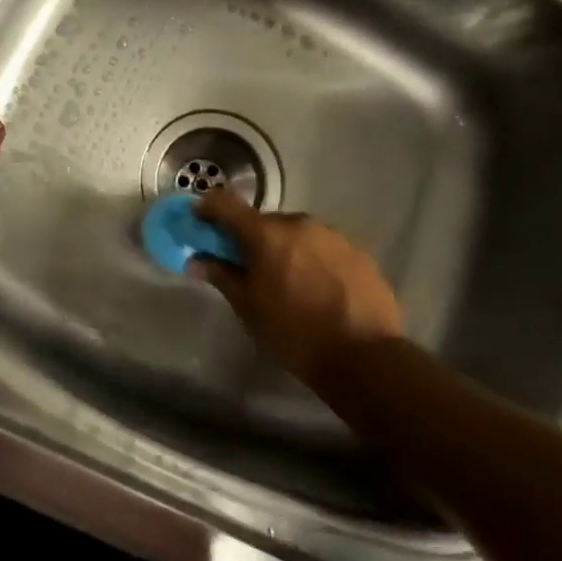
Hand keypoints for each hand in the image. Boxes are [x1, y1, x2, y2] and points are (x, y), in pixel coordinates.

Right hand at [190, 190, 403, 382]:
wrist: (364, 357)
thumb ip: (221, 276)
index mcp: (267, 234)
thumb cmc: (293, 332)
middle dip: (251, 239)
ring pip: (296, 234)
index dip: (207, 209)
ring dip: (284, 249)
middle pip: (264, 222)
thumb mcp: (248, 307)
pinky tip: (318, 291)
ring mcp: (334, 236)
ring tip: (288, 284)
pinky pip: (323, 248)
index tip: (201, 225)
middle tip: (248, 270)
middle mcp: (300, 223)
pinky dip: (313, 261)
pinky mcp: (359, 253)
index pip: (225, 203)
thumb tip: (196, 260)